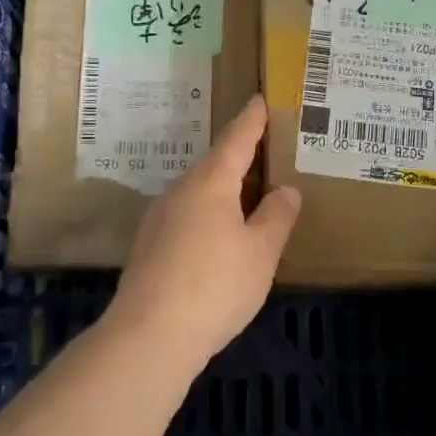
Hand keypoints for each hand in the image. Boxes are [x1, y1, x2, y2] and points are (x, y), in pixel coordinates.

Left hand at [107, 95, 301, 369]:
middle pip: (214, 166)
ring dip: (223, 191)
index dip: (251, 121)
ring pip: (198, 193)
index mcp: (210, 183)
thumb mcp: (260, 253)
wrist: (149, 335)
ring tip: (247, 197)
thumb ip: (276, 217)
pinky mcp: (149, 248)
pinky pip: (186, 217)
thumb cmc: (215, 285)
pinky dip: (208, 216)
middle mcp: (180, 191)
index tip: (259, 100)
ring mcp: (159, 219)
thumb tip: (285, 190)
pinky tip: (218, 238)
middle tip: (264, 152)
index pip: (236, 140)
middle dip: (238, 158)